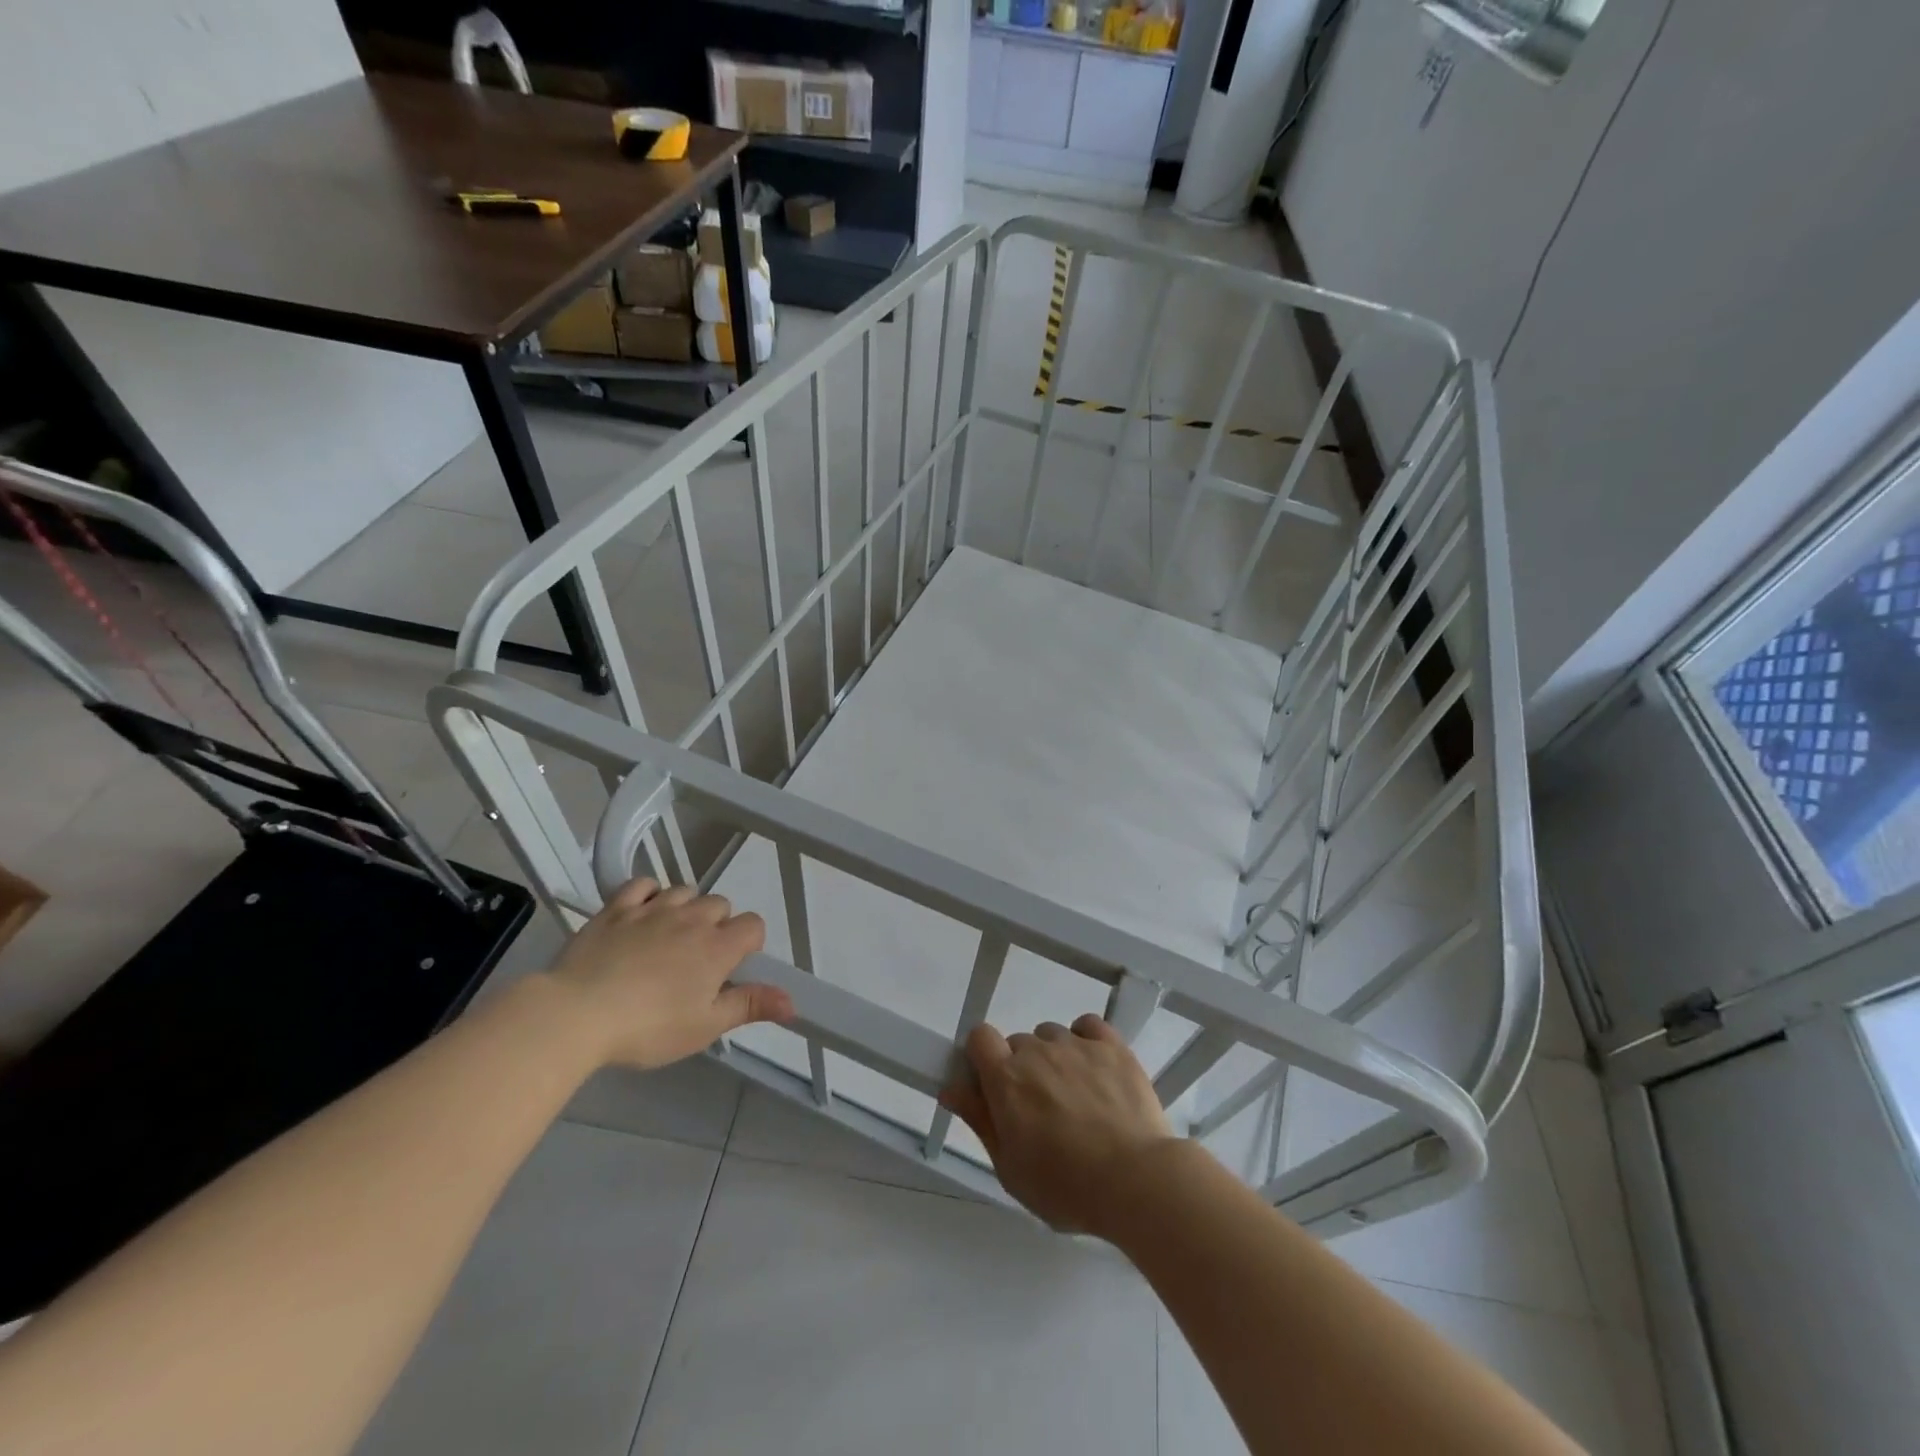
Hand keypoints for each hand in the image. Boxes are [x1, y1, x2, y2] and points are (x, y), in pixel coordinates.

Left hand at [546, 877, 792, 1069]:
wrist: (577, 1014)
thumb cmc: (649, 1027)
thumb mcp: (705, 1026)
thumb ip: (750, 1006)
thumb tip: (794, 1002)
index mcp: (718, 947)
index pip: (753, 924)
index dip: (749, 942)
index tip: (733, 967)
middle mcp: (692, 919)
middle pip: (720, 904)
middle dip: (717, 925)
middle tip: (698, 960)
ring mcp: (652, 909)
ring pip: (684, 891)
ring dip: (686, 908)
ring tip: (670, 937)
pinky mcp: (616, 908)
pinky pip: (643, 884)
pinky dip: (649, 893)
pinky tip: (643, 913)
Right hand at [940, 1013, 1174, 1235]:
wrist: (1136, 1181)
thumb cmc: (1066, 1187)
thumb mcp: (1010, 1168)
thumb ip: (979, 1121)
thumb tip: (951, 1088)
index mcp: (1006, 1079)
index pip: (979, 1037)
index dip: (982, 1057)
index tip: (992, 1086)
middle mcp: (1037, 1051)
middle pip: (1018, 1044)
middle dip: (1022, 1070)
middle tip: (1040, 1112)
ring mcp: (1076, 1044)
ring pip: (1052, 1037)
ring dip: (1054, 1059)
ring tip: (1076, 1098)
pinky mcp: (1111, 1045)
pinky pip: (1088, 1026)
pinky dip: (1086, 1041)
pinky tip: (1095, 1070)